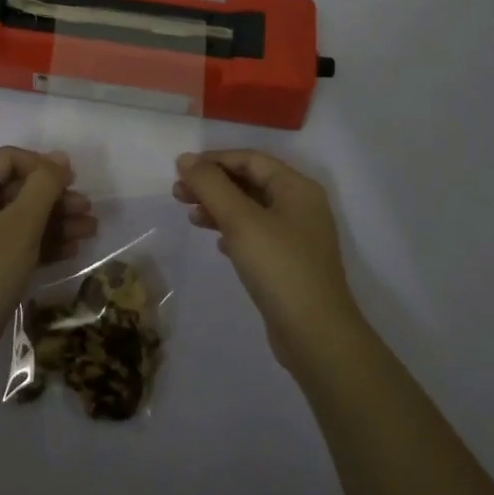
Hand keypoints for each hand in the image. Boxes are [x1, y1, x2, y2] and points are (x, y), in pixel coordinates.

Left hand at [0, 147, 95, 384]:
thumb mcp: (21, 225)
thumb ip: (43, 186)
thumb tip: (58, 158)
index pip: (6, 159)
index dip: (42, 165)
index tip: (73, 181)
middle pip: (13, 189)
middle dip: (53, 198)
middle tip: (87, 210)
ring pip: (15, 218)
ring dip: (52, 221)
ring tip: (89, 231)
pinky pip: (9, 242)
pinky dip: (37, 243)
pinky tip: (70, 250)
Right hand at [173, 150, 366, 374]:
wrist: (316, 335)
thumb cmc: (279, 267)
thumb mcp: (240, 220)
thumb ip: (211, 185)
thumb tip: (185, 158)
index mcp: (297, 187)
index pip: (250, 159)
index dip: (214, 160)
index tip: (181, 170)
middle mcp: (301, 206)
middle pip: (250, 182)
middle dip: (213, 185)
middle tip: (178, 193)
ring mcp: (297, 237)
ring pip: (251, 210)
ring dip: (219, 208)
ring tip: (190, 216)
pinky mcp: (290, 263)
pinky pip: (256, 235)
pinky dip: (233, 232)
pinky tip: (217, 243)